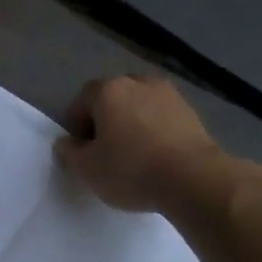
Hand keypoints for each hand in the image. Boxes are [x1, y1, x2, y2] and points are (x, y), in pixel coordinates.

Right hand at [55, 76, 246, 215]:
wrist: (193, 179)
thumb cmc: (130, 169)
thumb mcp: (86, 168)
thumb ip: (69, 152)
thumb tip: (67, 142)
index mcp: (108, 90)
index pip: (81, 100)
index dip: (75, 125)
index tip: (80, 150)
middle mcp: (138, 83)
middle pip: (111, 99)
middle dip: (104, 120)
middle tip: (103, 151)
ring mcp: (169, 95)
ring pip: (138, 106)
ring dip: (130, 124)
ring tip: (132, 154)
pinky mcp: (191, 112)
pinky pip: (161, 117)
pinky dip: (153, 130)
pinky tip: (154, 156)